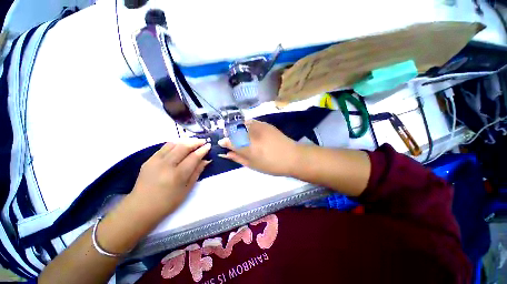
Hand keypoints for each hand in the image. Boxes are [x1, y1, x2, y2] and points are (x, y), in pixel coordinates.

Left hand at [130, 139, 211, 218]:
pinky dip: (175, 144)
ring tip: (193, 142)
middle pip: (183, 147)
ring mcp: (155, 161)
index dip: (202, 150)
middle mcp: (166, 165)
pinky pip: (164, 147)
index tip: (209, 145)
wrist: (141, 208)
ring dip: (185, 141)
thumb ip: (197, 172)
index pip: (193, 157)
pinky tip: (180, 146)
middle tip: (203, 141)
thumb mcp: (187, 189)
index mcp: (177, 175)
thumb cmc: (168, 202)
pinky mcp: (148, 160)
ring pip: (173, 144)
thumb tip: (206, 160)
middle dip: (195, 142)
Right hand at [218, 120, 298, 175]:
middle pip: (233, 130)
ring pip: (240, 124)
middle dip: (229, 134)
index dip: (224, 142)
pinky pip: (250, 121)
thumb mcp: (252, 165)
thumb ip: (238, 158)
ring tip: (239, 135)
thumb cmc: (271, 165)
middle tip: (230, 139)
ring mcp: (258, 127)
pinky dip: (245, 125)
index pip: (229, 142)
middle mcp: (250, 135)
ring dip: (236, 129)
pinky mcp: (264, 124)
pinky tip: (248, 130)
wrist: (292, 156)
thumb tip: (226, 153)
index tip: (222, 143)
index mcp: (247, 148)